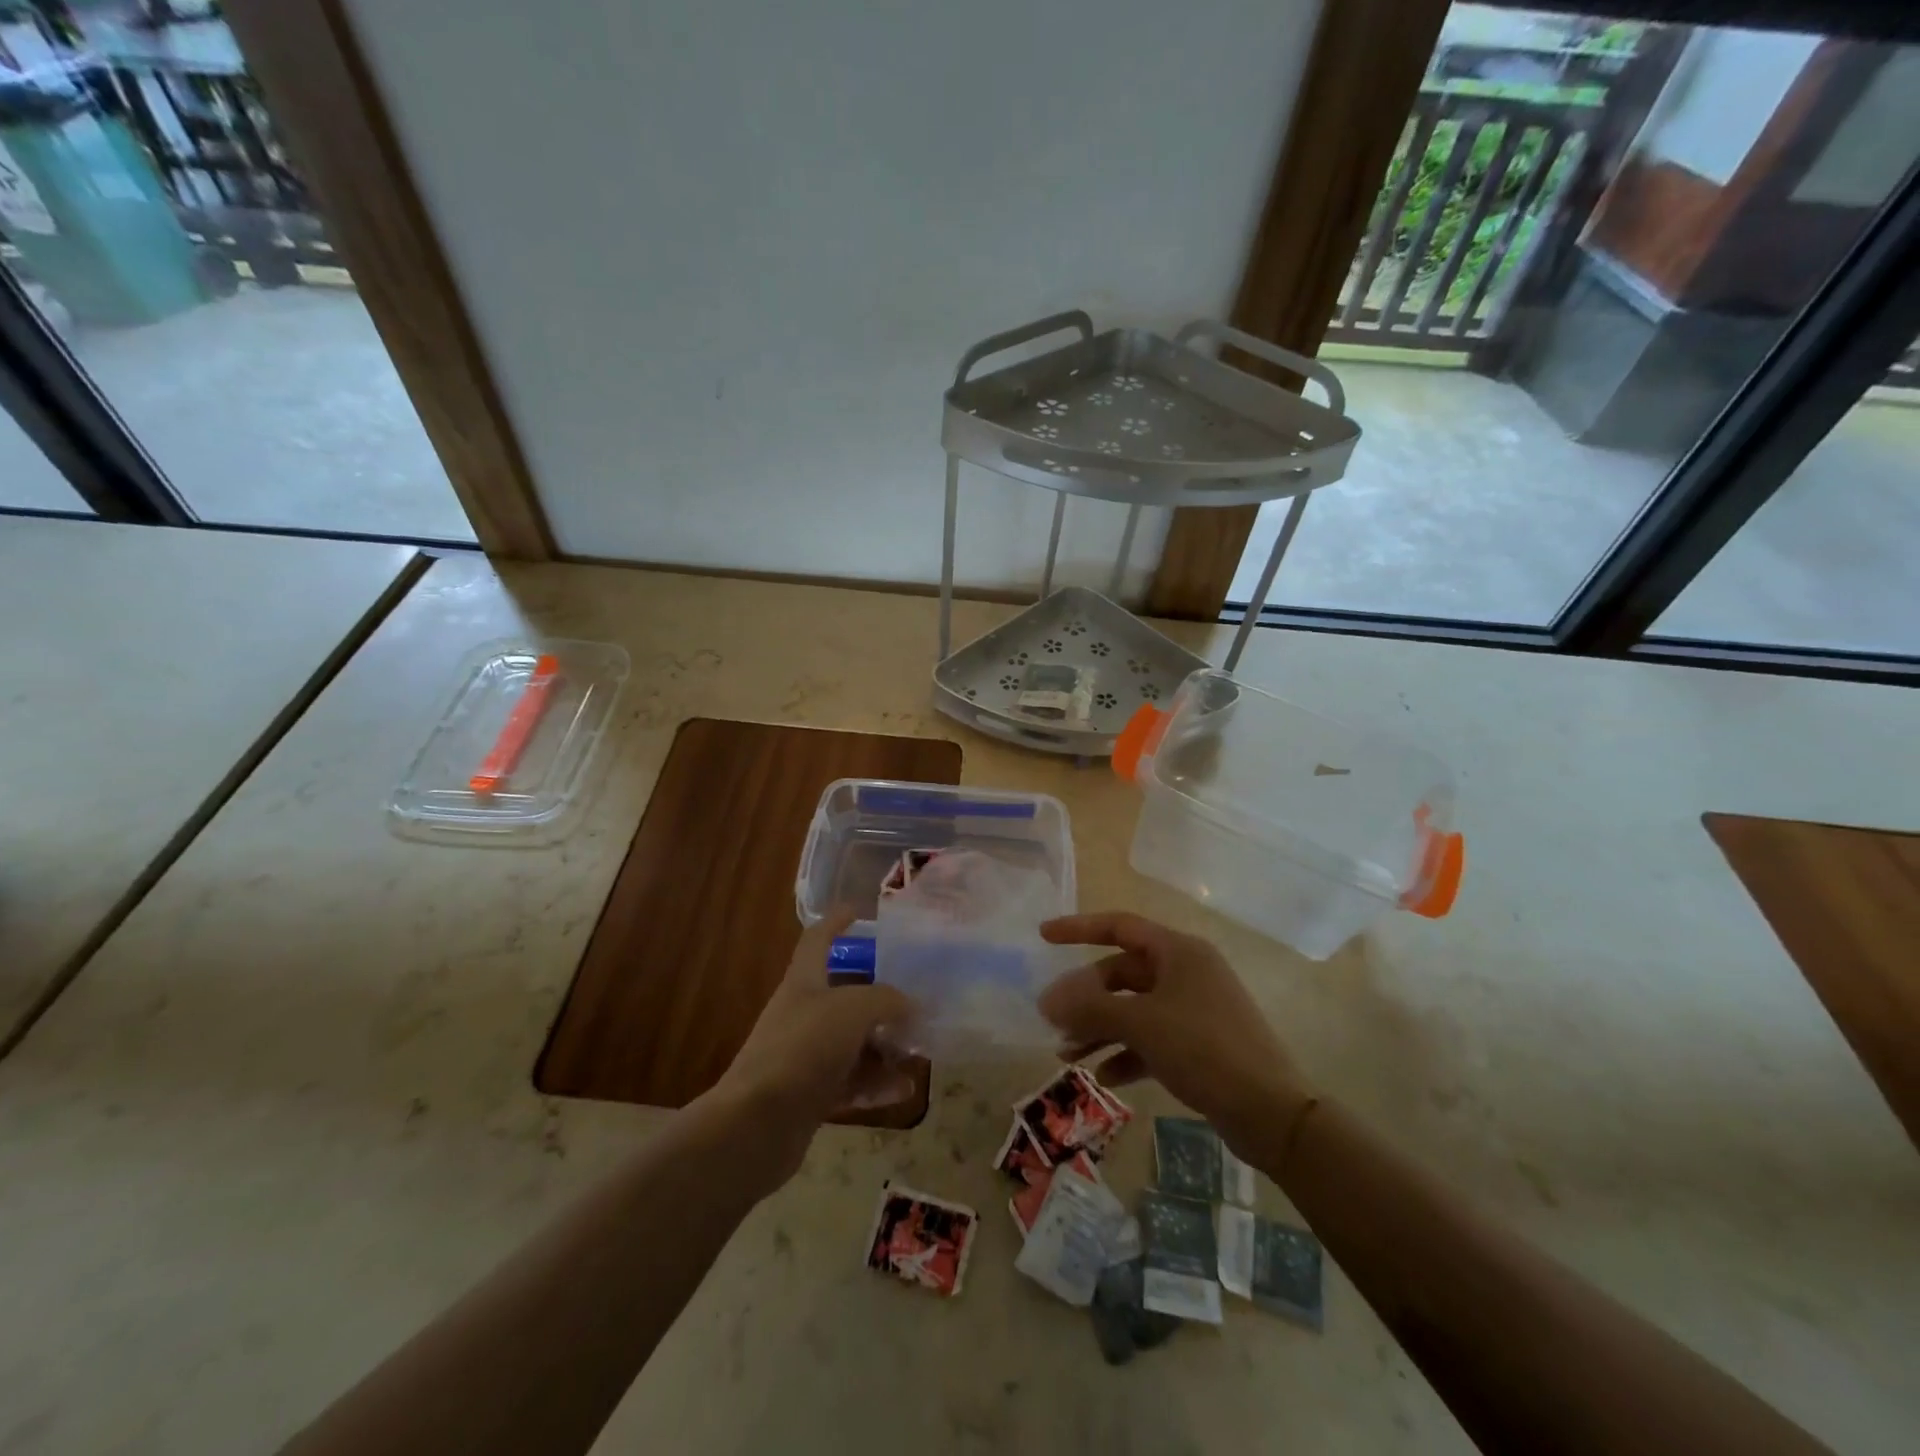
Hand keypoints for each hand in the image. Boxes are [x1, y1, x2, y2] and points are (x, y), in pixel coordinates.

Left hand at [709, 910, 912, 1184]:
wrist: (756, 1125)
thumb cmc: (803, 1049)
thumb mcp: (852, 1010)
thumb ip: (887, 1000)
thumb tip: (911, 1005)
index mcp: (804, 982)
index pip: (817, 940)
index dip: (835, 922)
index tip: (857, 911)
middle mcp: (803, 1014)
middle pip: (845, 995)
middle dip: (880, 997)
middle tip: (917, 998)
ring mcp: (806, 1057)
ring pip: (853, 1043)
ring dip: (886, 1046)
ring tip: (920, 1051)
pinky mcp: (810, 1096)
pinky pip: (851, 1082)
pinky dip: (877, 1083)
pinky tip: (904, 1089)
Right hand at [1038, 911, 1312, 1158]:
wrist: (1271, 1112)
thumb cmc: (1204, 1049)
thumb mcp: (1141, 1024)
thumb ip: (1090, 1009)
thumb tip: (1046, 1000)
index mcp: (1178, 951)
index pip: (1119, 926)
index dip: (1078, 928)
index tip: (1043, 936)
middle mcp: (1186, 972)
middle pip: (1122, 974)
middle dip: (1086, 998)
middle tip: (1055, 1022)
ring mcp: (1194, 1008)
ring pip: (1134, 1009)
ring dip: (1100, 1028)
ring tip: (1067, 1055)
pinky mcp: (1200, 1043)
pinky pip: (1151, 1038)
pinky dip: (1126, 1052)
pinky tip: (1105, 1076)